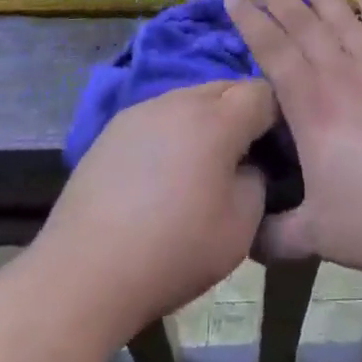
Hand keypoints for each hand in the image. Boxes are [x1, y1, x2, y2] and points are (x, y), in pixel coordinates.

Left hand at [35, 79, 274, 340]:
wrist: (84, 273)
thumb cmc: (174, 250)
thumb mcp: (241, 226)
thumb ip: (258, 181)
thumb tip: (249, 165)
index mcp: (216, 119)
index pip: (263, 92)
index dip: (277, 117)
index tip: (277, 150)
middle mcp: (178, 101)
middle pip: (226, 88)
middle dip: (243, 114)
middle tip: (244, 157)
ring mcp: (140, 112)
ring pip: (189, 99)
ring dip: (206, 121)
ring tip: (202, 166)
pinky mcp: (112, 130)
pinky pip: (159, 117)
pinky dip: (173, 133)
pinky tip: (162, 174)